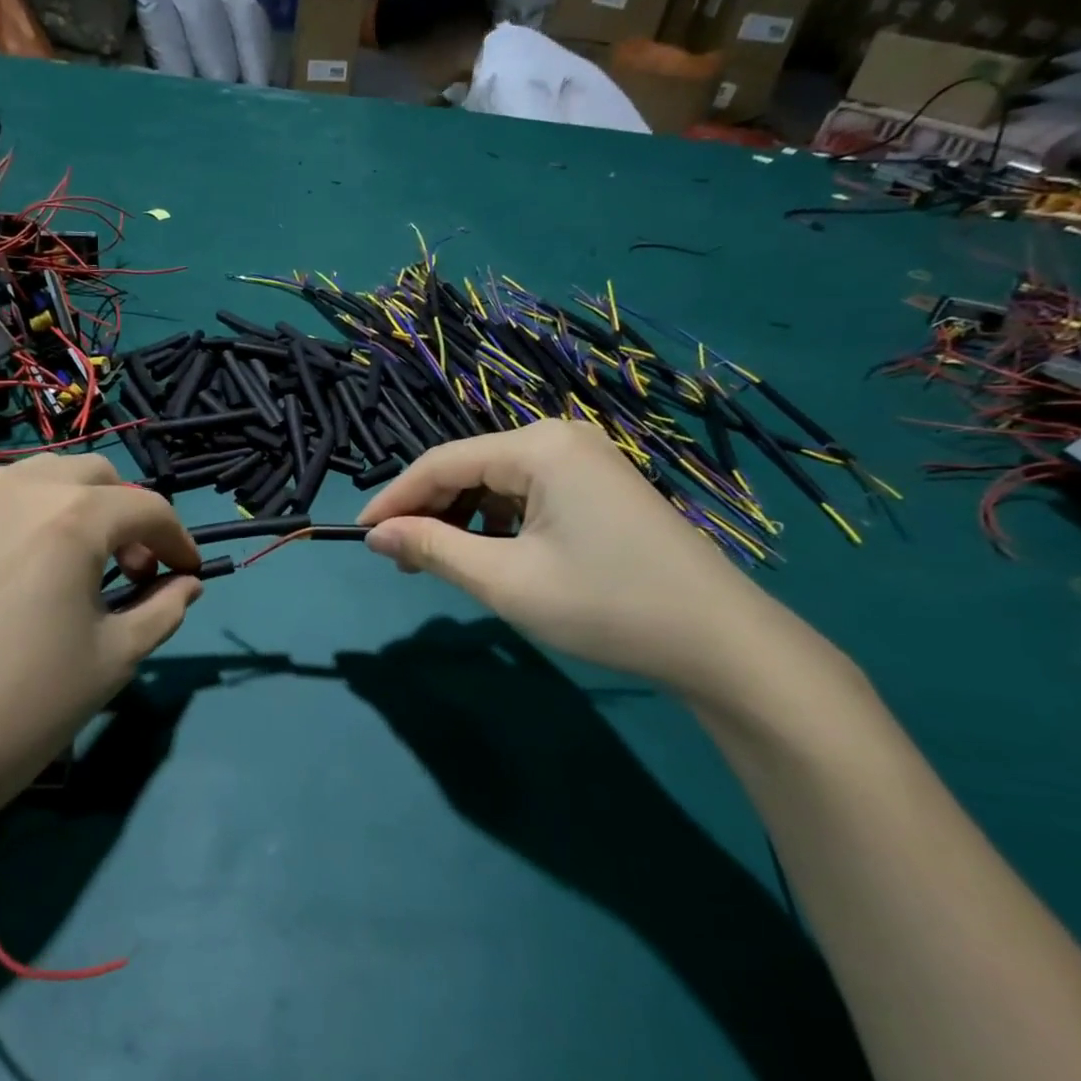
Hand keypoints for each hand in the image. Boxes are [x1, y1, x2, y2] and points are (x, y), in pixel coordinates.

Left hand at [0, 455, 200, 838]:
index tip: (187, 572)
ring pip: (31, 479)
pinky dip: (13, 528)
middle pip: (92, 475)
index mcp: (71, 518)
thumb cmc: (25, 708)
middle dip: (125, 511)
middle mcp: (14, 492)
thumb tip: (186, 585)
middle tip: (130, 567)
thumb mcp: (114, 659)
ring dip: (69, 507)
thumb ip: (162, 609)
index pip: (146, 507)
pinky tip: (4, 583)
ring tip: (69, 563)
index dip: (178, 538)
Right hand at [357, 421, 797, 694]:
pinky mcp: (600, 484)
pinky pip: (529, 493)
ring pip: (497, 481)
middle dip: (430, 512)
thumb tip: (374, 535)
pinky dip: (499, 521)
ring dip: (462, 518)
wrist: (721, 642)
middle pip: (469, 467)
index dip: (394, 498)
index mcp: (537, 446)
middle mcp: (559, 437)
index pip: (441, 462)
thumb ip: (433, 549)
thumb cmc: (605, 605)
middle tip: (401, 561)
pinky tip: (495, 554)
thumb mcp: (505, 580)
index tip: (359, 534)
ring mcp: (585, 460)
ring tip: (443, 564)